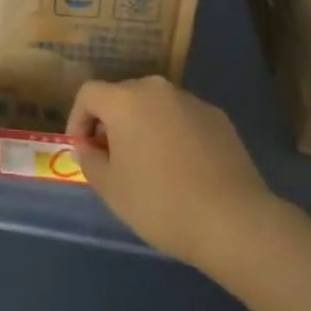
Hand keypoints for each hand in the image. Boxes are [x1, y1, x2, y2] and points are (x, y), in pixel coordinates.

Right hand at [67, 76, 273, 273]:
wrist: (233, 221)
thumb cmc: (160, 203)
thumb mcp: (110, 188)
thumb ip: (89, 160)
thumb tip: (89, 146)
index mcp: (125, 100)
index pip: (89, 94)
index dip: (78, 119)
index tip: (83, 151)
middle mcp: (157, 89)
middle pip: (122, 96)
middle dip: (111, 123)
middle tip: (113, 159)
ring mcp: (191, 101)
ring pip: (155, 106)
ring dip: (143, 127)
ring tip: (149, 166)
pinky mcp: (218, 117)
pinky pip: (182, 118)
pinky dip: (173, 134)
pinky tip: (182, 169)